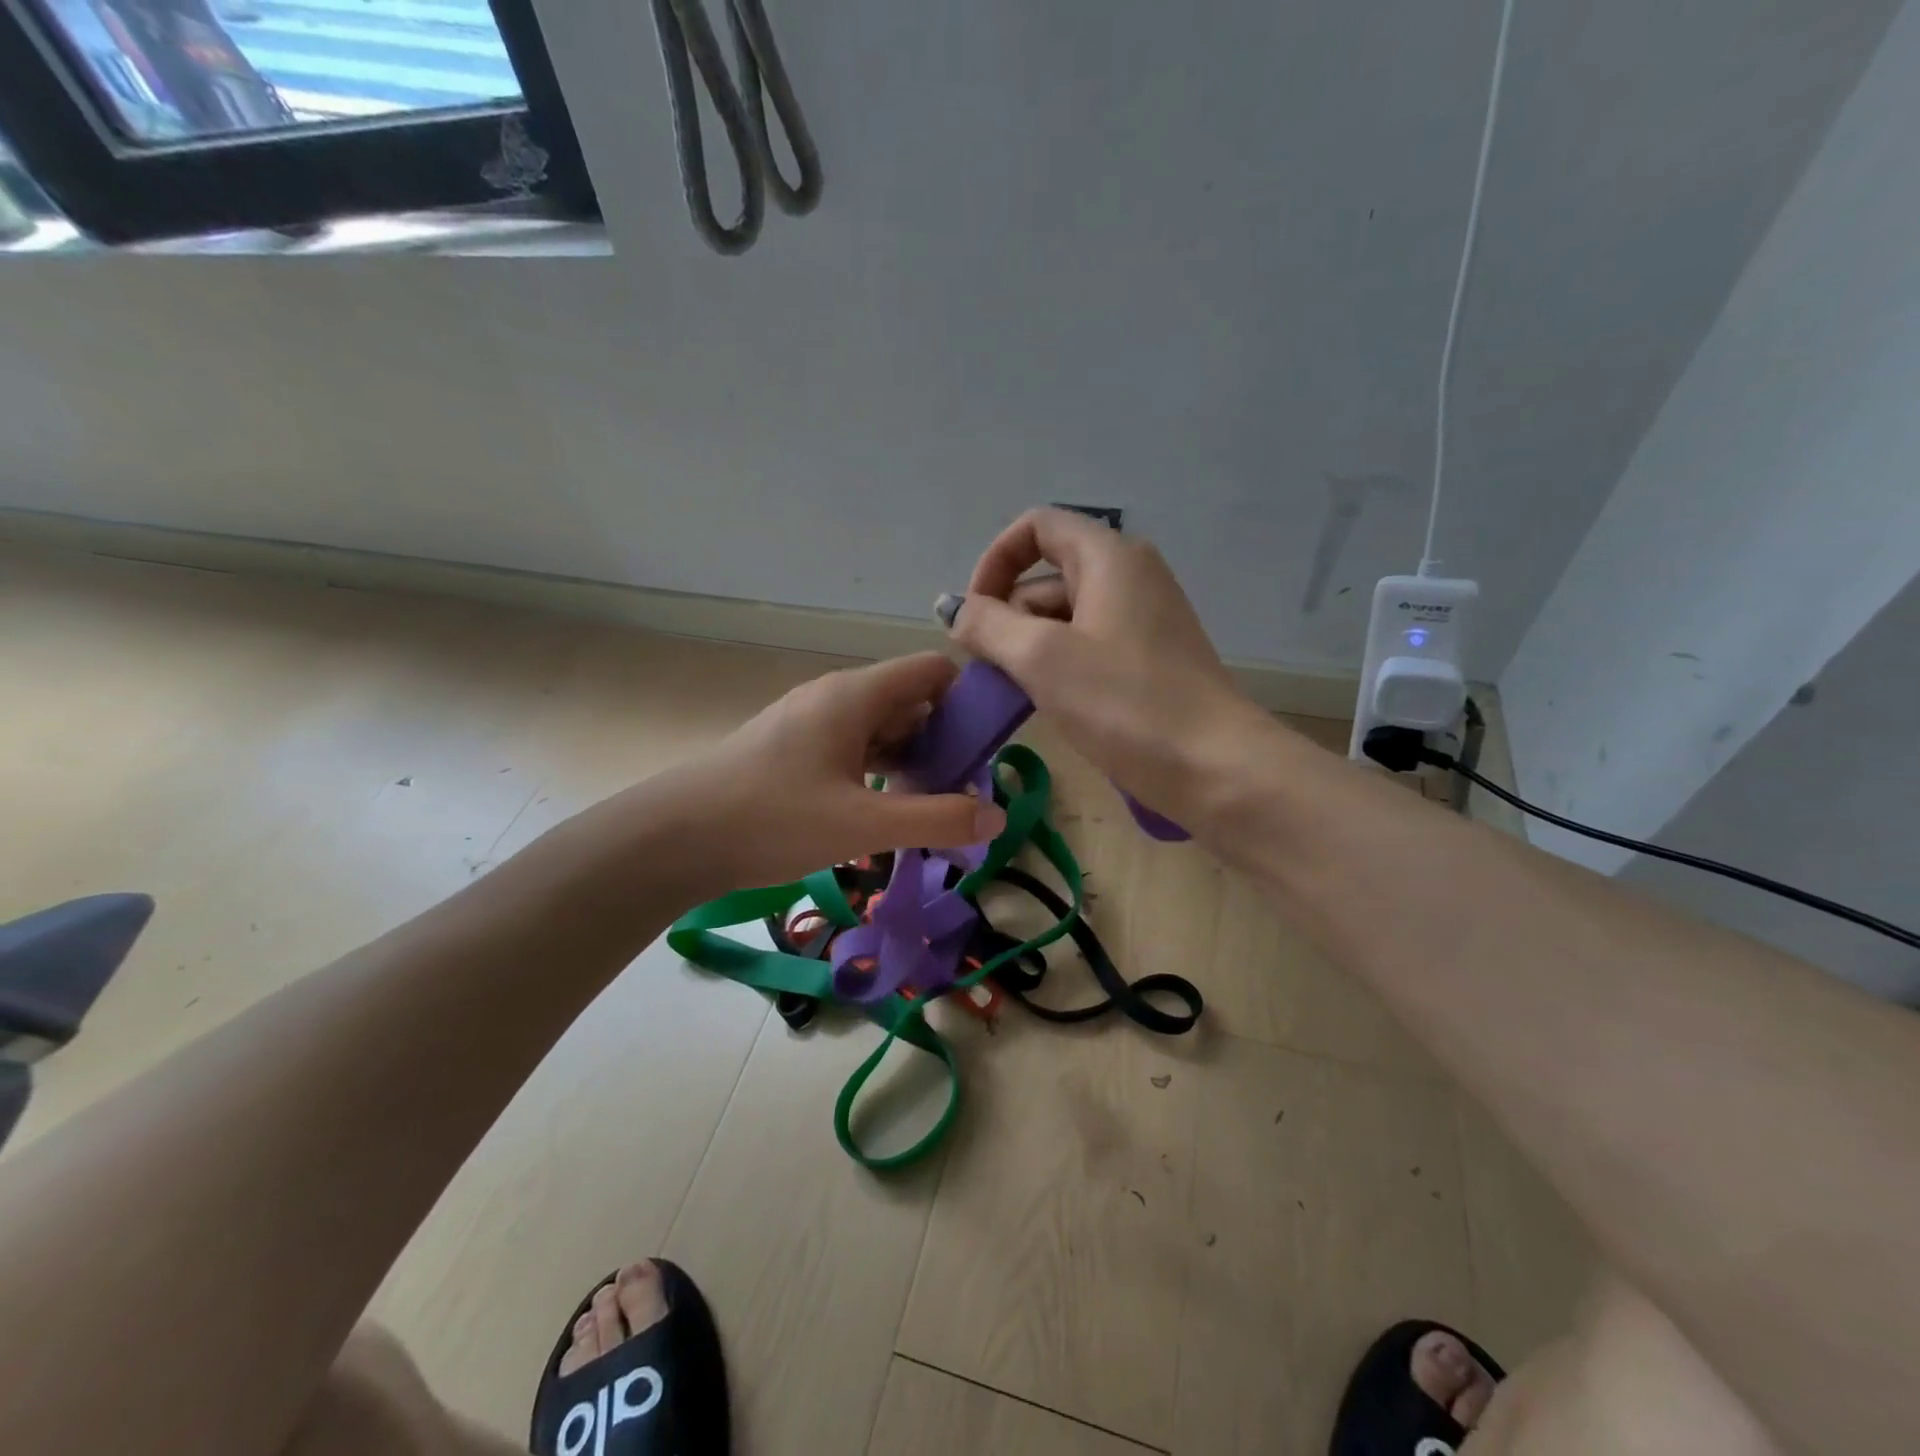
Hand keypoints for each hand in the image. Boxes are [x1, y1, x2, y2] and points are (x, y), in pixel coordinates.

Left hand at [652, 653, 1005, 894]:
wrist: (676, 837)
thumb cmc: (773, 819)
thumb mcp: (864, 826)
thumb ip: (936, 819)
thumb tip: (997, 816)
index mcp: (856, 695)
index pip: (932, 671)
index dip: (967, 700)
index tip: (986, 749)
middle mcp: (835, 697)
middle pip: (909, 701)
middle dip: (942, 741)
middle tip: (960, 793)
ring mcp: (810, 721)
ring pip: (880, 728)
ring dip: (909, 761)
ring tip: (926, 808)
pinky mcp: (792, 748)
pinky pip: (852, 747)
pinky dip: (876, 771)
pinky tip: (879, 812)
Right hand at [945, 508, 1257, 816]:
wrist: (1215, 768)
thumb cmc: (1125, 703)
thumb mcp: (1042, 659)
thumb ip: (988, 625)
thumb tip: (954, 609)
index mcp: (1110, 557)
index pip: (1037, 528)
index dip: (995, 561)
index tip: (975, 614)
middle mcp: (1130, 576)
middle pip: (1049, 576)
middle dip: (1007, 615)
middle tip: (986, 670)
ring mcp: (1144, 620)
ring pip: (1066, 617)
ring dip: (1029, 647)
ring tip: (1011, 694)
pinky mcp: (1150, 660)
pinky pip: (1089, 647)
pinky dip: (1059, 666)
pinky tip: (1046, 704)